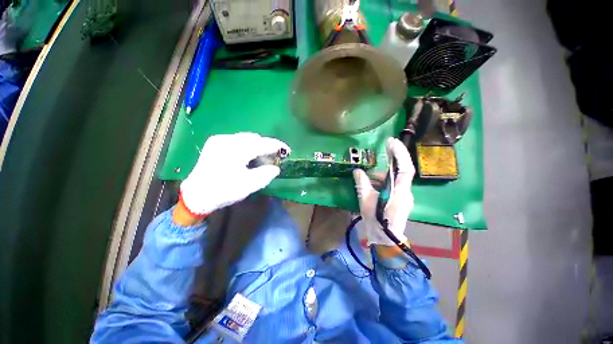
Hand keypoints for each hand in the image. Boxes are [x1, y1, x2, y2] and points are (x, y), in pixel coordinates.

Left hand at [180, 132, 289, 215]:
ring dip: (256, 145)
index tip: (287, 149)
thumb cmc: (223, 191)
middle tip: (273, 156)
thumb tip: (275, 168)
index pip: (262, 144)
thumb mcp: (248, 185)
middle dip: (266, 145)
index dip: (276, 145)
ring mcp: (219, 140)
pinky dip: (246, 145)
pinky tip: (247, 155)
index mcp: (236, 150)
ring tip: (261, 156)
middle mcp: (227, 140)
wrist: (196, 195)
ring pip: (245, 137)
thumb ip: (265, 175)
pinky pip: (237, 139)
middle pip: (254, 138)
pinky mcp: (214, 142)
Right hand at [353, 138, 414, 245]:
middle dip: (395, 157)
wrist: (385, 238)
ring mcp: (404, 196)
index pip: (405, 169)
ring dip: (384, 172)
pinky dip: (383, 180)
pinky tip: (372, 182)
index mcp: (400, 192)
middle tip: (387, 145)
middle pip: (403, 170)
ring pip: (396, 178)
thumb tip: (357, 171)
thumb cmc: (377, 221)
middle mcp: (406, 192)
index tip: (392, 142)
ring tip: (369, 173)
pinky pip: (393, 184)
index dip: (400, 154)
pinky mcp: (400, 199)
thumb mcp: (366, 201)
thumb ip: (362, 184)